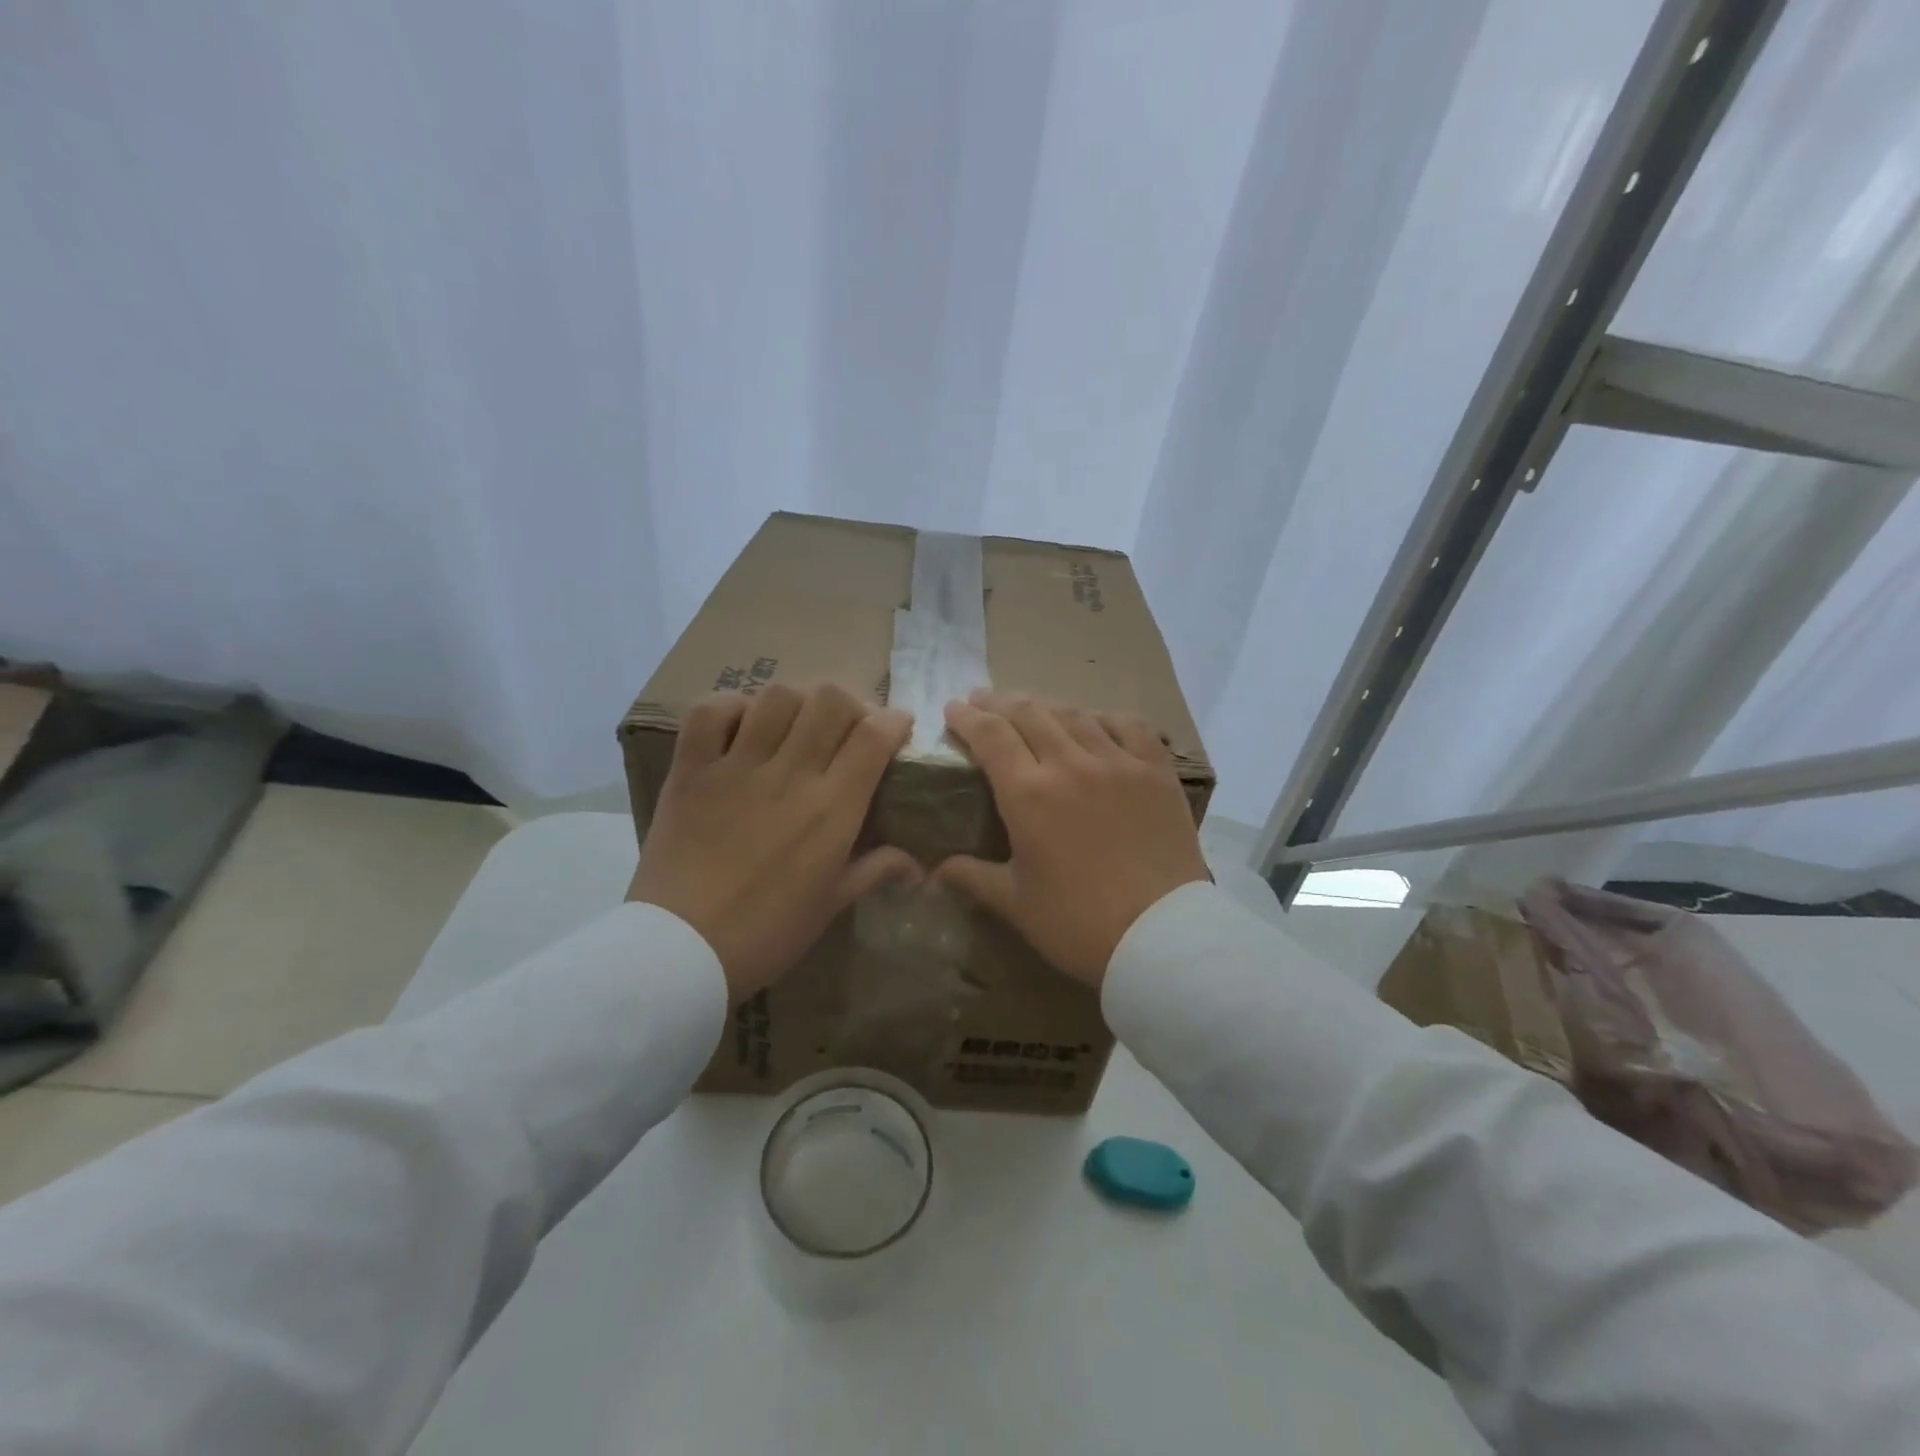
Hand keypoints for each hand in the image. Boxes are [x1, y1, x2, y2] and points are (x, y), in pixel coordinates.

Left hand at [628, 683, 918, 1002]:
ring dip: (796, 702)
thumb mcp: (831, 905)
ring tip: (795, 724)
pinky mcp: (691, 770)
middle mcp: (790, 775)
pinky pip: (710, 712)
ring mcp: (736, 768)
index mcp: (832, 810)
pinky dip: (730, 707)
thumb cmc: (766, 933)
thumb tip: (916, 865)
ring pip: (776, 697)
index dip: (893, 720)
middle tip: (846, 726)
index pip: (874, 736)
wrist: (681, 951)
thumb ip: (875, 870)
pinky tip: (742, 725)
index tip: (897, 726)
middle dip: (850, 704)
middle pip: (830, 701)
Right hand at [933, 690, 1207, 987]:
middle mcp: (1070, 764)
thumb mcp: (1016, 903)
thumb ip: (974, 877)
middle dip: (998, 702)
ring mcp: (1118, 762)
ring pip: (1075, 715)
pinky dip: (1104, 717)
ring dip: (1045, 705)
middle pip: (1029, 713)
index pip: (990, 736)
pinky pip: (1128, 726)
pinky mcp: (1156, 772)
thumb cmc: (1078, 923)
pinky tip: (1095, 721)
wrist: (1161, 935)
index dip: (967, 717)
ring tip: (1031, 706)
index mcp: (1028, 794)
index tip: (953, 708)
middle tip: (983, 700)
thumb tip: (935, 871)